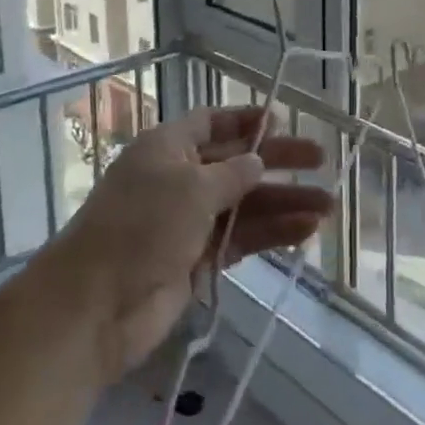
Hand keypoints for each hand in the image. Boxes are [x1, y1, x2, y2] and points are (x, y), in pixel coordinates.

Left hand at [49, 106, 332, 383]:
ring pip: (244, 204)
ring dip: (284, 202)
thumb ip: (232, 174)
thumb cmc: (142, 225)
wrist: (97, 305)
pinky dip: (271, 234)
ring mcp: (188, 222)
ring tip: (328, 206)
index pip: (211, 122)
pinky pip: (241, 239)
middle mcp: (179, 178)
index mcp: (168, 147)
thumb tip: (258, 161)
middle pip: (236, 163)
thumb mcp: (191, 187)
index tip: (282, 121)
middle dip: (277, 161)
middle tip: (321, 159)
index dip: (245, 120)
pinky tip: (304, 231)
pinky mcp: (198, 260)